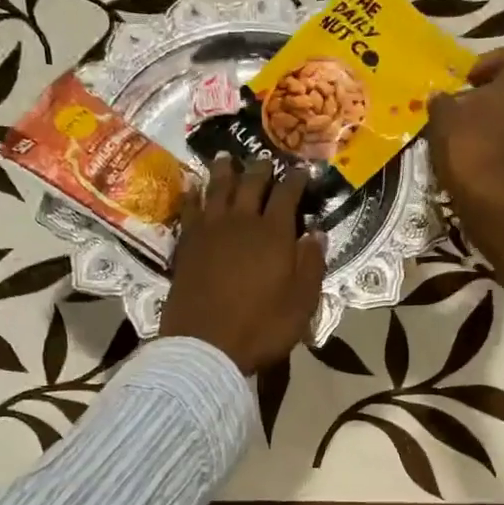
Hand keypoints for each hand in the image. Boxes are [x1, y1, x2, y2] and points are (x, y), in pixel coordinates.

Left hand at [161, 157, 326, 374]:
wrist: (205, 345)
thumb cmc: (261, 327)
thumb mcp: (301, 303)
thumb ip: (311, 264)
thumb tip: (316, 233)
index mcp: (274, 234)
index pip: (287, 194)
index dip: (296, 180)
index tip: (302, 172)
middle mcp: (242, 222)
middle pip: (251, 184)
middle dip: (261, 169)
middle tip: (265, 160)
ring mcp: (210, 230)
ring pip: (217, 189)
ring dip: (224, 171)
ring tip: (227, 159)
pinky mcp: (186, 244)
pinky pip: (190, 209)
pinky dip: (194, 194)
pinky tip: (195, 189)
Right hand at [427, 40, 503, 294]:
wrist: (493, 205)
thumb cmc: (469, 150)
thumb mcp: (443, 120)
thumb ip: (442, 102)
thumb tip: (440, 97)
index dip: (498, 58)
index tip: (472, 78)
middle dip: (492, 95)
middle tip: (464, 111)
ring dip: (497, 123)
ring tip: (469, 140)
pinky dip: (502, 149)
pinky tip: (480, 164)